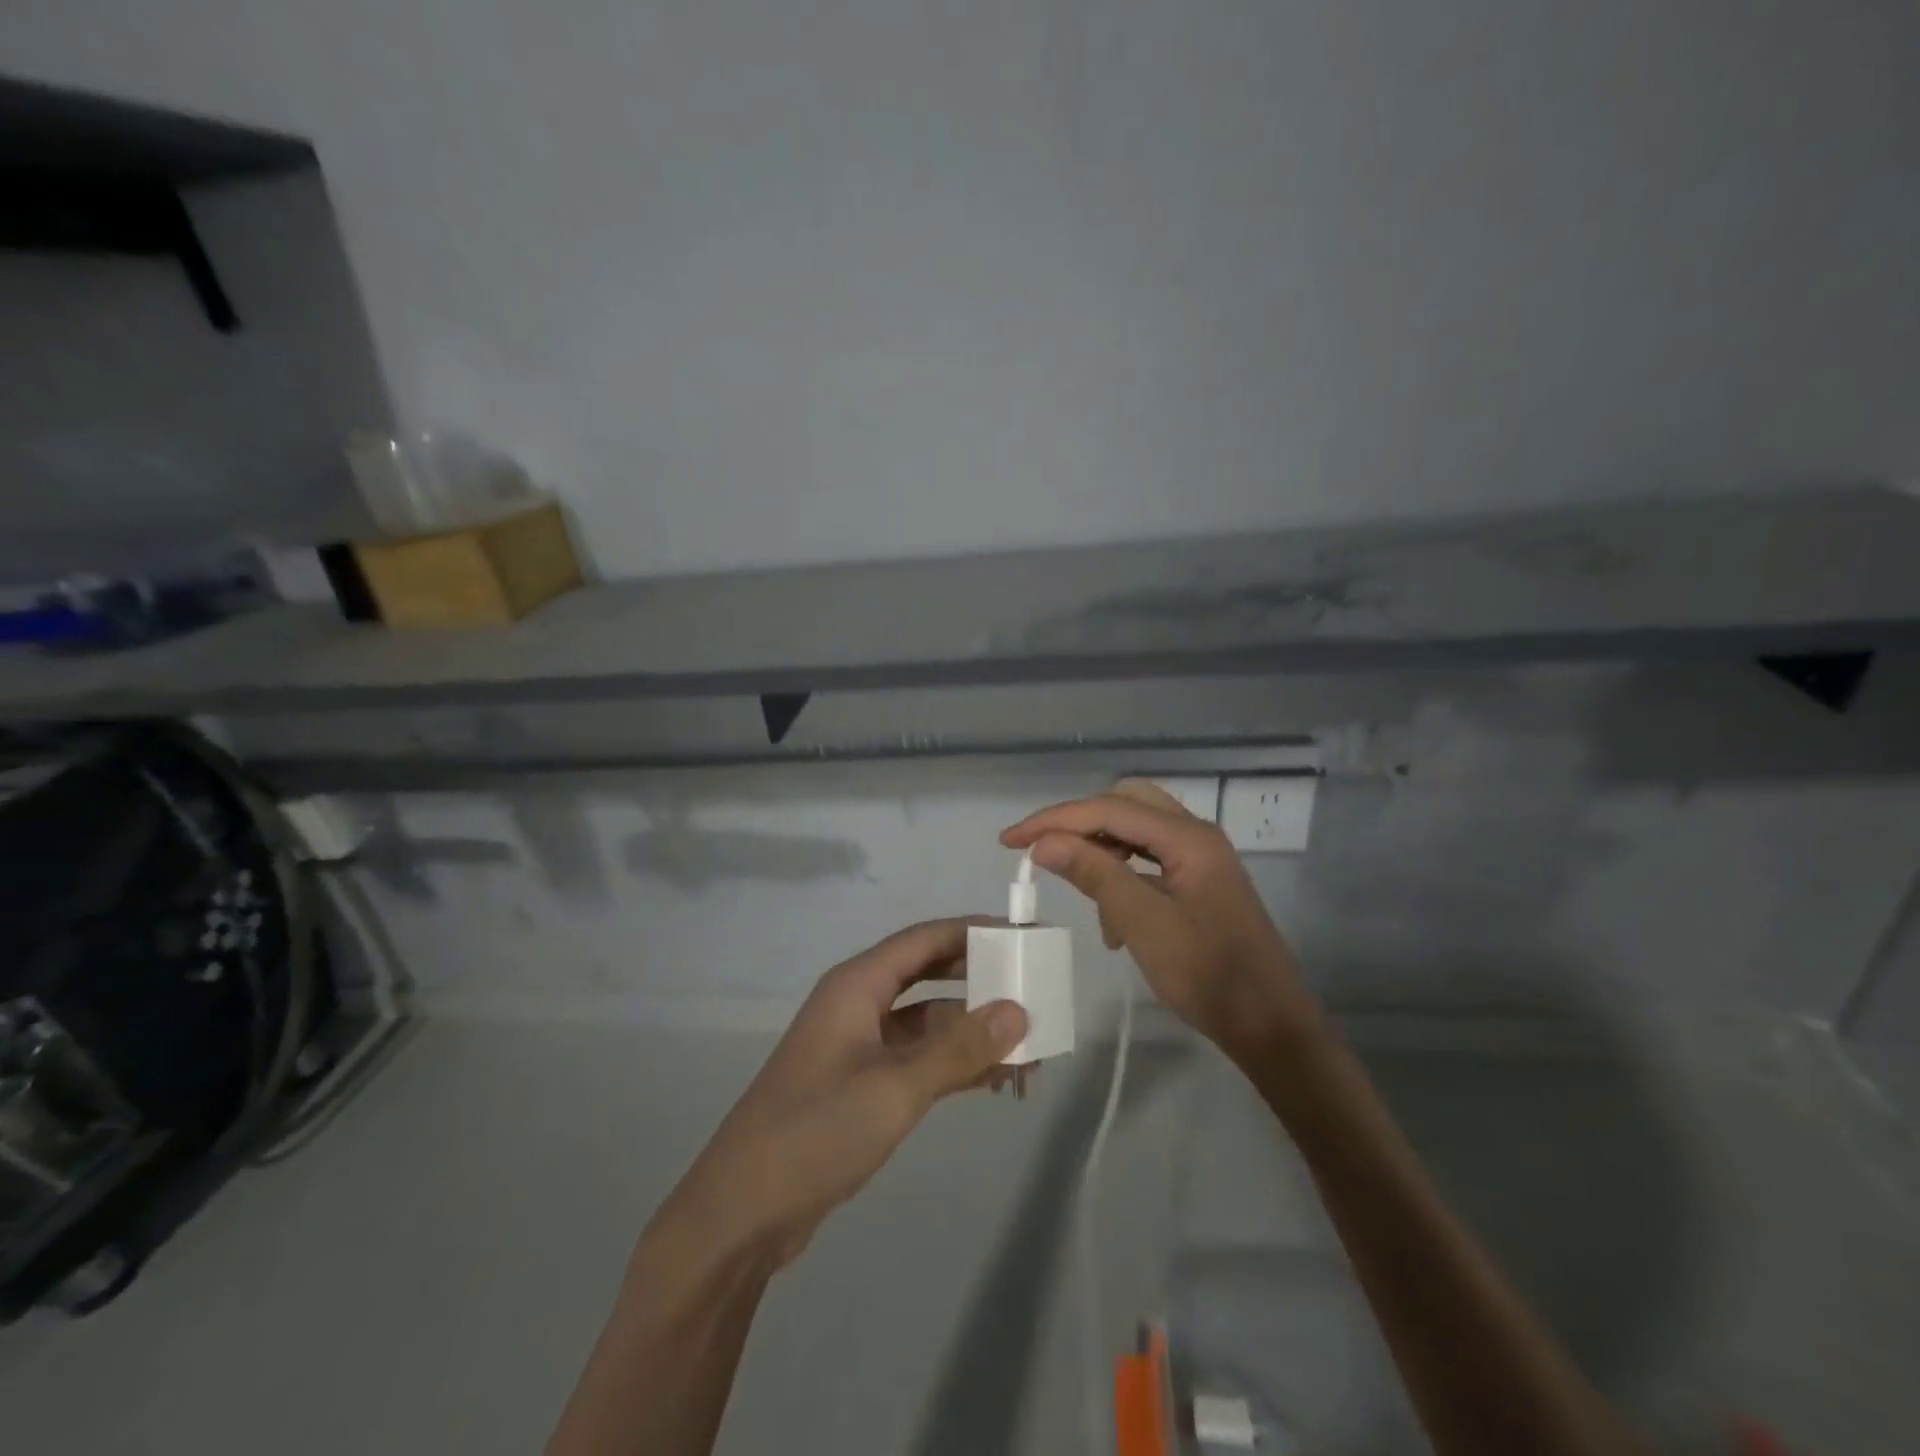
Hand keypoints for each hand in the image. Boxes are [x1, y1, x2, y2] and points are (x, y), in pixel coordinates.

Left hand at [654, 919, 1026, 1269]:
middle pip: (928, 974)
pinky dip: (953, 1064)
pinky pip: (918, 1059)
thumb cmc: (816, 1131)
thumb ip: (958, 1048)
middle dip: (978, 980)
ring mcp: (858, 1046)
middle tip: (1032, 987)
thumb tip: (1018, 1011)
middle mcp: (858, 1005)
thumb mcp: (894, 1088)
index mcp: (857, 985)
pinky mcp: (861, 1085)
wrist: (742, 1212)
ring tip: (1028, 1046)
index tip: (1023, 936)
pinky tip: (993, 1079)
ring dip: (971, 1030)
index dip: (973, 931)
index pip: (925, 939)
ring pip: (926, 1022)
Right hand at [1001, 780, 1323, 1060]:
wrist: (1270, 1027)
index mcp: (1188, 837)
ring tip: (1079, 890)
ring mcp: (1200, 858)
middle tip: (1042, 850)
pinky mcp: (1199, 881)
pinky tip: (1112, 917)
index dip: (1054, 820)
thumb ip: (1094, 874)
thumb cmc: (1207, 975)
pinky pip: (1149, 859)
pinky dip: (1122, 874)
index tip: (1010, 841)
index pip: (1108, 809)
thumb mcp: (1142, 923)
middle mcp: (1195, 835)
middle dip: (1079, 823)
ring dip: (1101, 850)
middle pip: (1124, 805)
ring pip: (1136, 831)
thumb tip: (1043, 842)